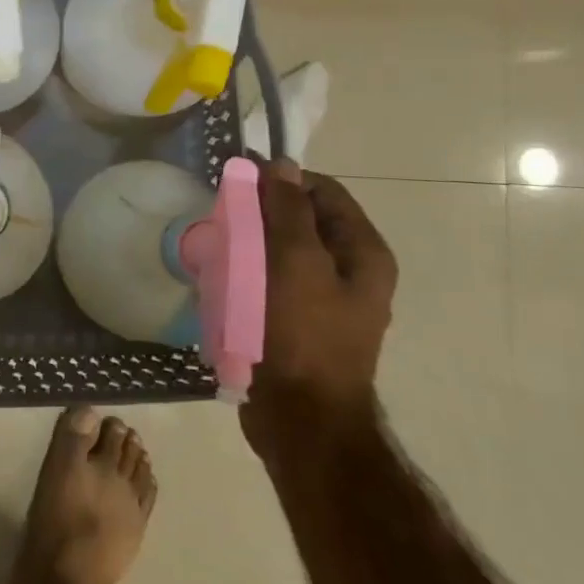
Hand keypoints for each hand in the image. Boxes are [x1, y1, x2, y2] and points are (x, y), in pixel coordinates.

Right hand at [246, 161, 396, 424]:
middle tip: (225, 216)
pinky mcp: (299, 321)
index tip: (239, 183)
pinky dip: (250, 270)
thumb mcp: (295, 263)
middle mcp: (352, 271)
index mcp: (364, 253)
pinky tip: (225, 276)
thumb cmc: (302, 334)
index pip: (323, 191)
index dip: (283, 180)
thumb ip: (288, 211)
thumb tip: (281, 165)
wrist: (301, 418)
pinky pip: (273, 279)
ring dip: (253, 241)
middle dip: (263, 211)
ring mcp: (326, 299)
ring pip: (284, 249)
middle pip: (303, 219)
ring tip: (219, 245)